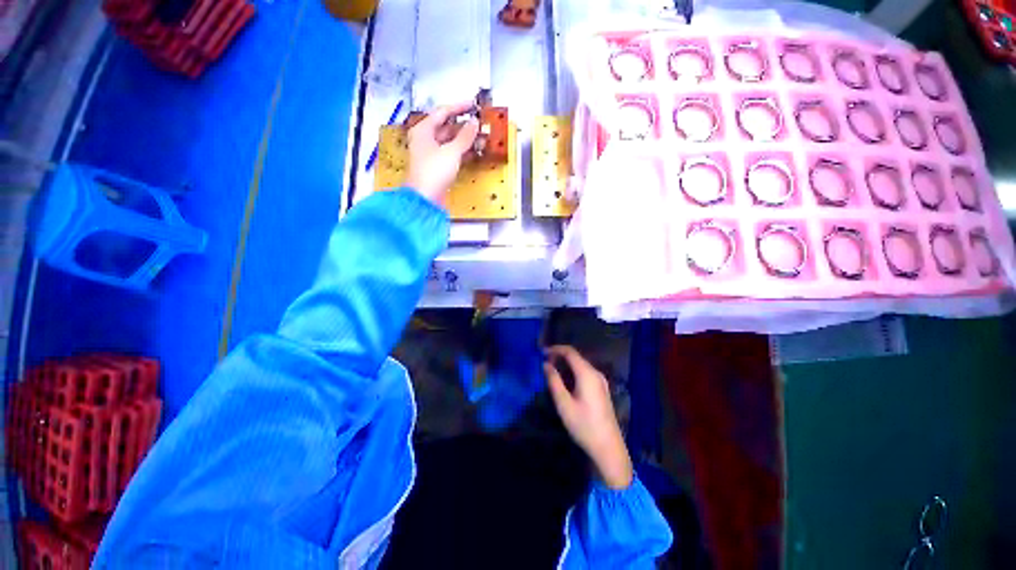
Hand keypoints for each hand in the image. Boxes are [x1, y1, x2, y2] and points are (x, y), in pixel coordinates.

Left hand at [406, 102, 479, 204]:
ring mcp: (431, 154)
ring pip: (450, 142)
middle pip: (446, 127)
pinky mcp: (437, 167)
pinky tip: (474, 152)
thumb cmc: (434, 171)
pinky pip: (451, 154)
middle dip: (464, 126)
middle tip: (480, 124)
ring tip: (481, 138)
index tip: (474, 105)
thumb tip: (475, 123)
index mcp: (424, 130)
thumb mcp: (452, 152)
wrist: (425, 198)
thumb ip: (465, 136)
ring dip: (465, 140)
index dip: (459, 107)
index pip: (442, 112)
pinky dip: (462, 152)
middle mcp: (425, 139)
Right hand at [544, 345, 633, 489]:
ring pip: (580, 365)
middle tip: (544, 364)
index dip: (555, 349)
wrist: (608, 447)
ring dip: (565, 365)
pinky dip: (572, 372)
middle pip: (576, 357)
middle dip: (559, 357)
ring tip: (551, 372)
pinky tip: (565, 382)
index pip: (570, 352)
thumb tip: (546, 364)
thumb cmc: (584, 425)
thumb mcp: (564, 404)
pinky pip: (585, 373)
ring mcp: (601, 381)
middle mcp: (596, 373)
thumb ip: (554, 381)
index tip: (541, 353)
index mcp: (587, 374)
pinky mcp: (602, 389)